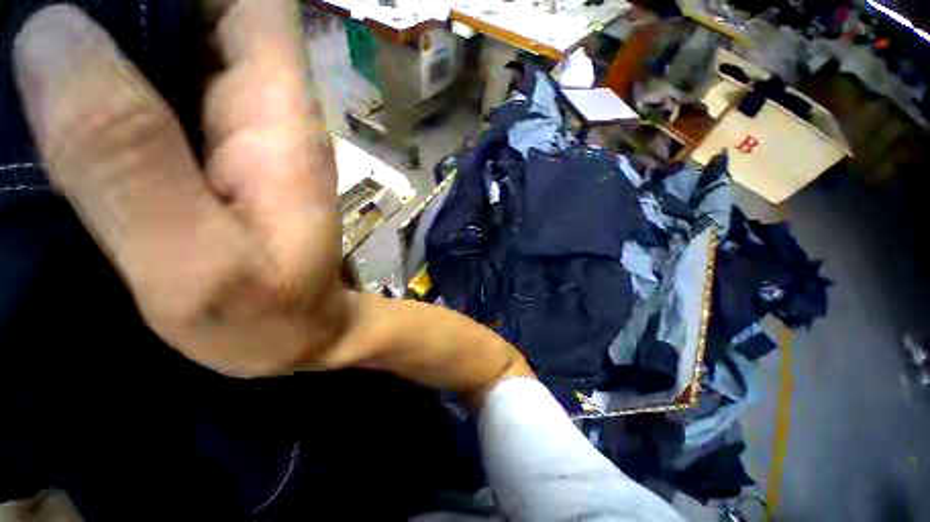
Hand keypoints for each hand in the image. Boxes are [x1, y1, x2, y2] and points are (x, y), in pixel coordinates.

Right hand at [13, 0, 531, 397]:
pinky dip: (119, 68)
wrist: (303, 331)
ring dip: (118, 25)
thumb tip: (54, 32)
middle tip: (47, 11)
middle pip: (215, 9)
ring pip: (185, 40)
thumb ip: (126, 158)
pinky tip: (67, 89)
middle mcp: (272, 111)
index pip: (258, 1)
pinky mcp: (225, 153)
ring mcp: (247, 129)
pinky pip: (165, 85)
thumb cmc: (273, 315)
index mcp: (282, 122)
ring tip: (41, 43)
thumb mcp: (198, 262)